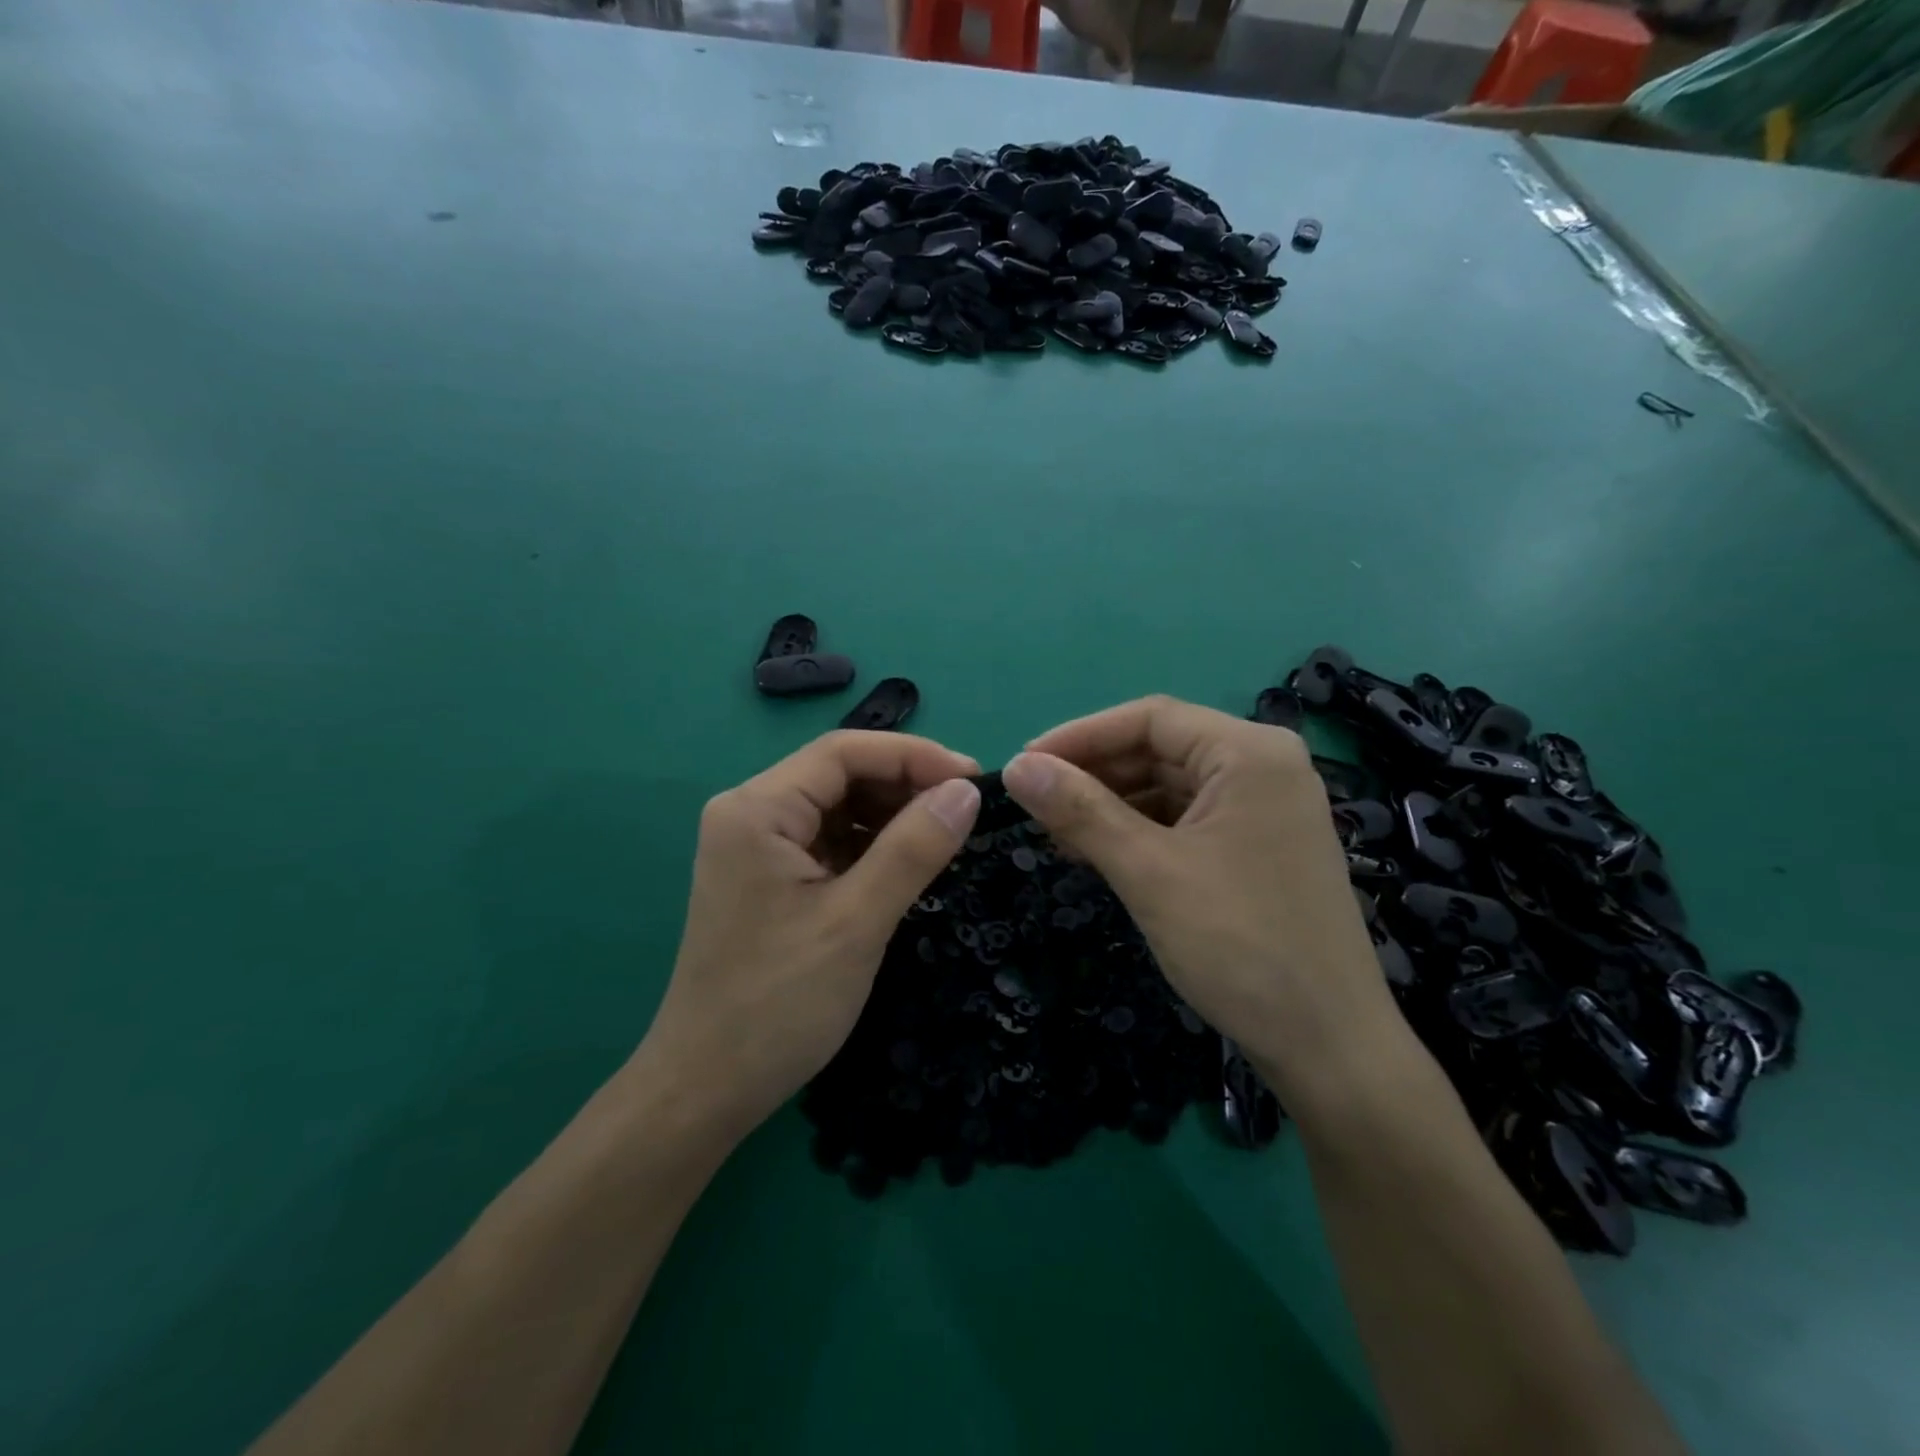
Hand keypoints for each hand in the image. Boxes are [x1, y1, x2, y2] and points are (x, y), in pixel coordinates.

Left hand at [639, 731, 981, 1138]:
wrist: (707, 1088)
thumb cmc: (777, 1004)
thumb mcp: (856, 922)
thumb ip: (913, 849)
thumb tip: (966, 792)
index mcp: (757, 809)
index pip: (844, 752)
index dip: (914, 756)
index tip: (973, 779)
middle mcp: (751, 814)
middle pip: (840, 775)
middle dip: (905, 785)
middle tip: (967, 811)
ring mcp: (757, 847)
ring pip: (838, 808)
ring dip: (892, 816)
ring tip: (948, 836)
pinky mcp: (769, 879)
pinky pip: (830, 842)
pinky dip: (872, 846)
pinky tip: (910, 863)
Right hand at [1001, 696, 1396, 1091]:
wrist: (1329, 1047)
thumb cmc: (1240, 946)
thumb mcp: (1149, 871)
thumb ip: (1080, 811)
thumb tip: (1014, 767)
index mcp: (1249, 752)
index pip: (1150, 719)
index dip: (1080, 736)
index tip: (1023, 764)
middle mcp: (1263, 766)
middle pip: (1160, 749)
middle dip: (1093, 774)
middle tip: (1032, 803)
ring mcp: (1264, 808)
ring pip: (1169, 786)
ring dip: (1110, 804)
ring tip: (1055, 832)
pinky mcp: (1257, 847)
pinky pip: (1185, 820)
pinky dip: (1139, 831)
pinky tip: (1097, 851)